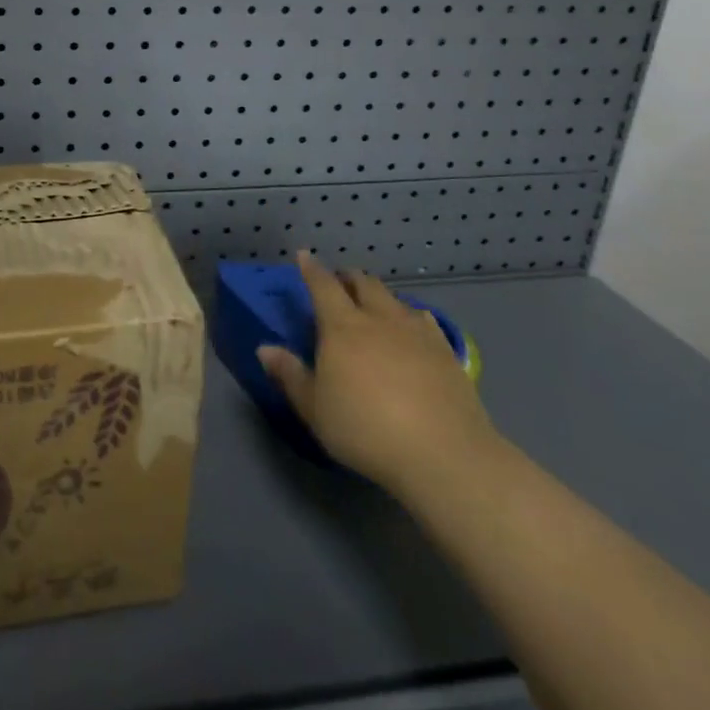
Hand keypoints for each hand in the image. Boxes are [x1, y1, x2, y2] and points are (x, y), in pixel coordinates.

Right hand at [259, 251, 500, 496]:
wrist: (443, 454)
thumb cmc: (365, 429)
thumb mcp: (315, 409)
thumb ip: (290, 375)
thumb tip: (264, 349)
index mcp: (342, 327)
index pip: (323, 285)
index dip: (311, 269)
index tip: (304, 256)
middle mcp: (379, 318)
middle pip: (363, 283)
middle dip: (348, 277)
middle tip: (339, 282)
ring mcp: (416, 331)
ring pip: (394, 298)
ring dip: (378, 295)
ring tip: (373, 304)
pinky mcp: (445, 350)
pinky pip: (423, 318)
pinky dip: (409, 315)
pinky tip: (412, 327)